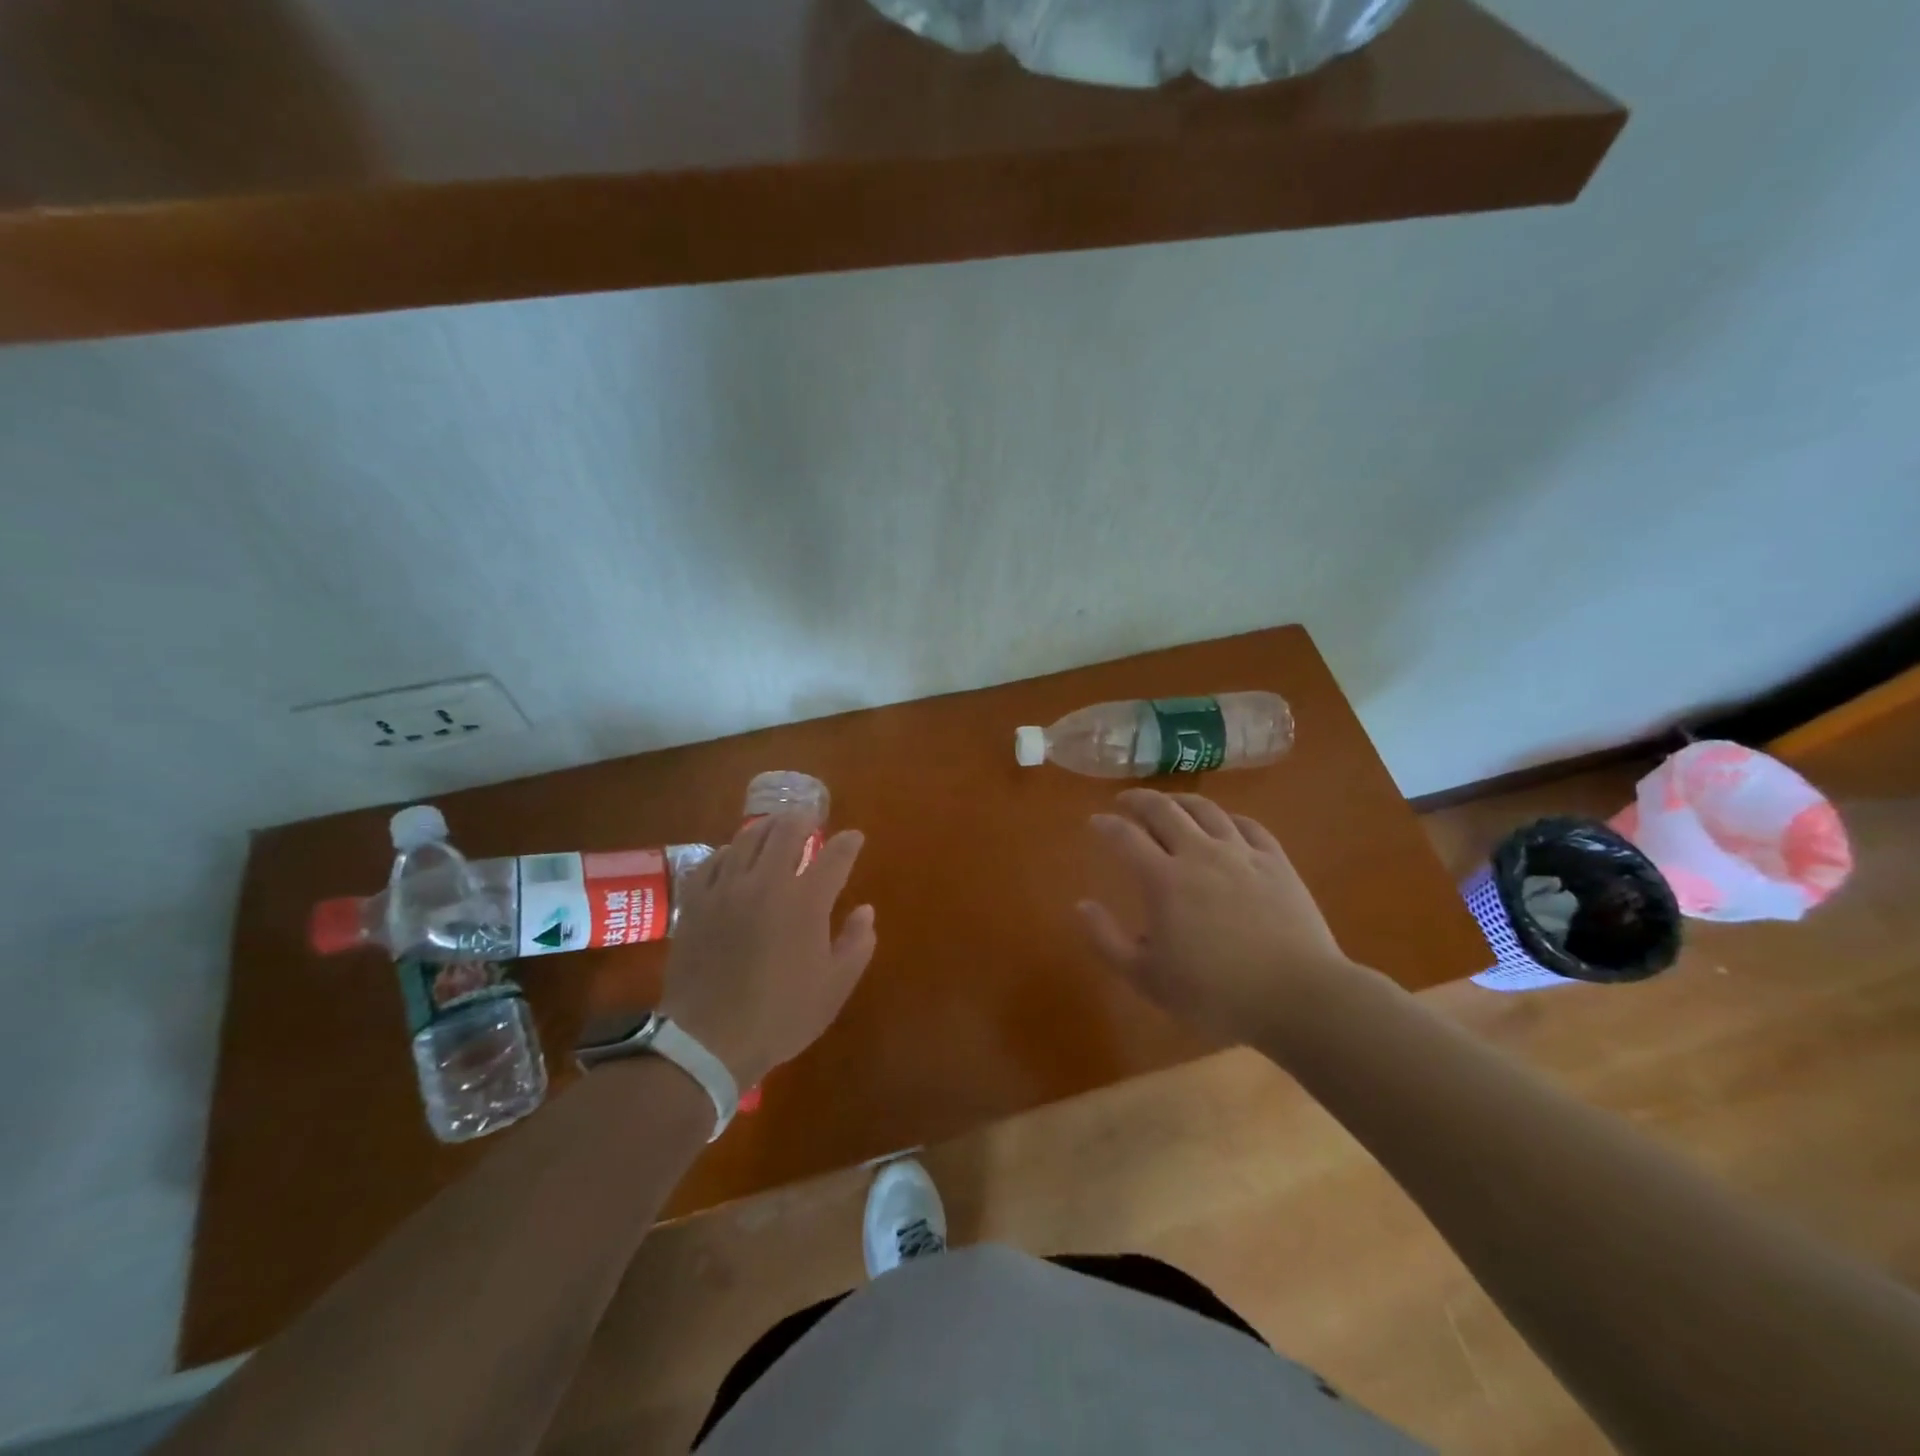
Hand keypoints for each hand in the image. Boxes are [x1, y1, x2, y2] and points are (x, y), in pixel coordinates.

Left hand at [658, 814, 876, 1088]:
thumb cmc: (781, 1015)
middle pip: (787, 832)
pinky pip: (712, 861)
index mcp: (806, 902)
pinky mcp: (695, 902)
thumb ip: (857, 943)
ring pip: (747, 839)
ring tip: (774, 829)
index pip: (835, 856)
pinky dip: (729, 852)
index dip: (849, 843)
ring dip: (766, 829)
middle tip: (810, 821)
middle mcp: (767, 883)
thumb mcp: (835, 987)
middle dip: (804, 821)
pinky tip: (733, 857)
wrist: (708, 1039)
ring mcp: (726, 889)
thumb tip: (865, 911)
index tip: (855, 838)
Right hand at [1079, 790, 1361, 1045]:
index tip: (1095, 821)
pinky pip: (1247, 825)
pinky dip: (1226, 817)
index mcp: (1163, 879)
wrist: (1298, 997)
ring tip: (1168, 803)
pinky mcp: (1276, 862)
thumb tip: (1082, 905)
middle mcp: (1199, 853)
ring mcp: (1241, 853)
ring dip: (1179, 800)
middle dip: (1138, 800)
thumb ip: (1107, 940)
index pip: (1125, 836)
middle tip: (1125, 801)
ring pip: (1205, 809)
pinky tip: (1222, 822)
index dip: (1106, 825)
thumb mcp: (1147, 978)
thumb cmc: (1215, 993)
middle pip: (1163, 810)